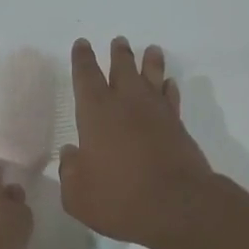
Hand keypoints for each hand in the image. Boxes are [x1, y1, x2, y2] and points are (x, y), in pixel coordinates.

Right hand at [60, 38, 214, 248]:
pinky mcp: (178, 128)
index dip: (83, 60)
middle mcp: (127, 105)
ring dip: (150, 63)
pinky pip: (172, 99)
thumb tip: (72, 153)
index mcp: (96, 113)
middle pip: (123, 69)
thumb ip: (70, 171)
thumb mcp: (77, 194)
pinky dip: (169, 89)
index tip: (82, 44)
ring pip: (152, 78)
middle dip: (118, 54)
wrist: (178, 207)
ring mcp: (157, 114)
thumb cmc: (119, 198)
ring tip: (151, 50)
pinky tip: (169, 84)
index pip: (86, 77)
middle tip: (119, 41)